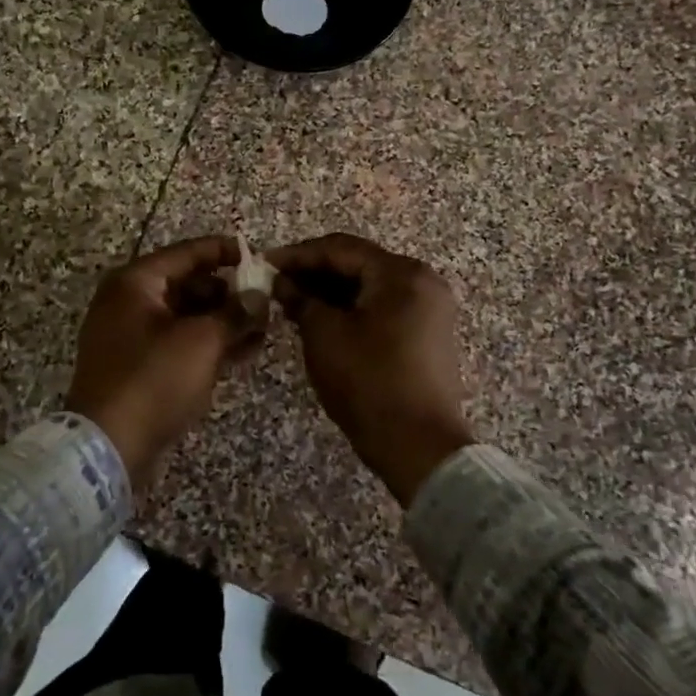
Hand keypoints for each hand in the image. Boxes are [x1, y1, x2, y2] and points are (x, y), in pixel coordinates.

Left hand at [66, 236, 262, 487]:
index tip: (257, 255)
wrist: (107, 446)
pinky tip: (242, 352)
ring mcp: (129, 336)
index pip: (186, 253)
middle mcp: (127, 301)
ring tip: (262, 329)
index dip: (224, 252)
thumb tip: (259, 295)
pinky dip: (206, 344)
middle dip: (228, 292)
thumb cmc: (154, 380)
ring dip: (222, 320)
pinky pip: (177, 342)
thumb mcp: (202, 341)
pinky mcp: (137, 366)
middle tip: (265, 301)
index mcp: (135, 283)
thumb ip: (234, 312)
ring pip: (185, 316)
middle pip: (186, 284)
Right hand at [267, 234, 472, 506]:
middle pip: (359, 264)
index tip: (265, 263)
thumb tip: (282, 282)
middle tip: (276, 283)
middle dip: (315, 272)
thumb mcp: (324, 336)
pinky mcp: (428, 332)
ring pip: (370, 286)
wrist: (420, 446)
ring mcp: (430, 307)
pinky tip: (322, 318)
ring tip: (292, 301)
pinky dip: (352, 308)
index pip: (341, 249)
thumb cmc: (369, 383)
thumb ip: (301, 299)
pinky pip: (383, 306)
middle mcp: (422, 280)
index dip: (299, 254)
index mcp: (401, 274)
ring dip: (331, 291)